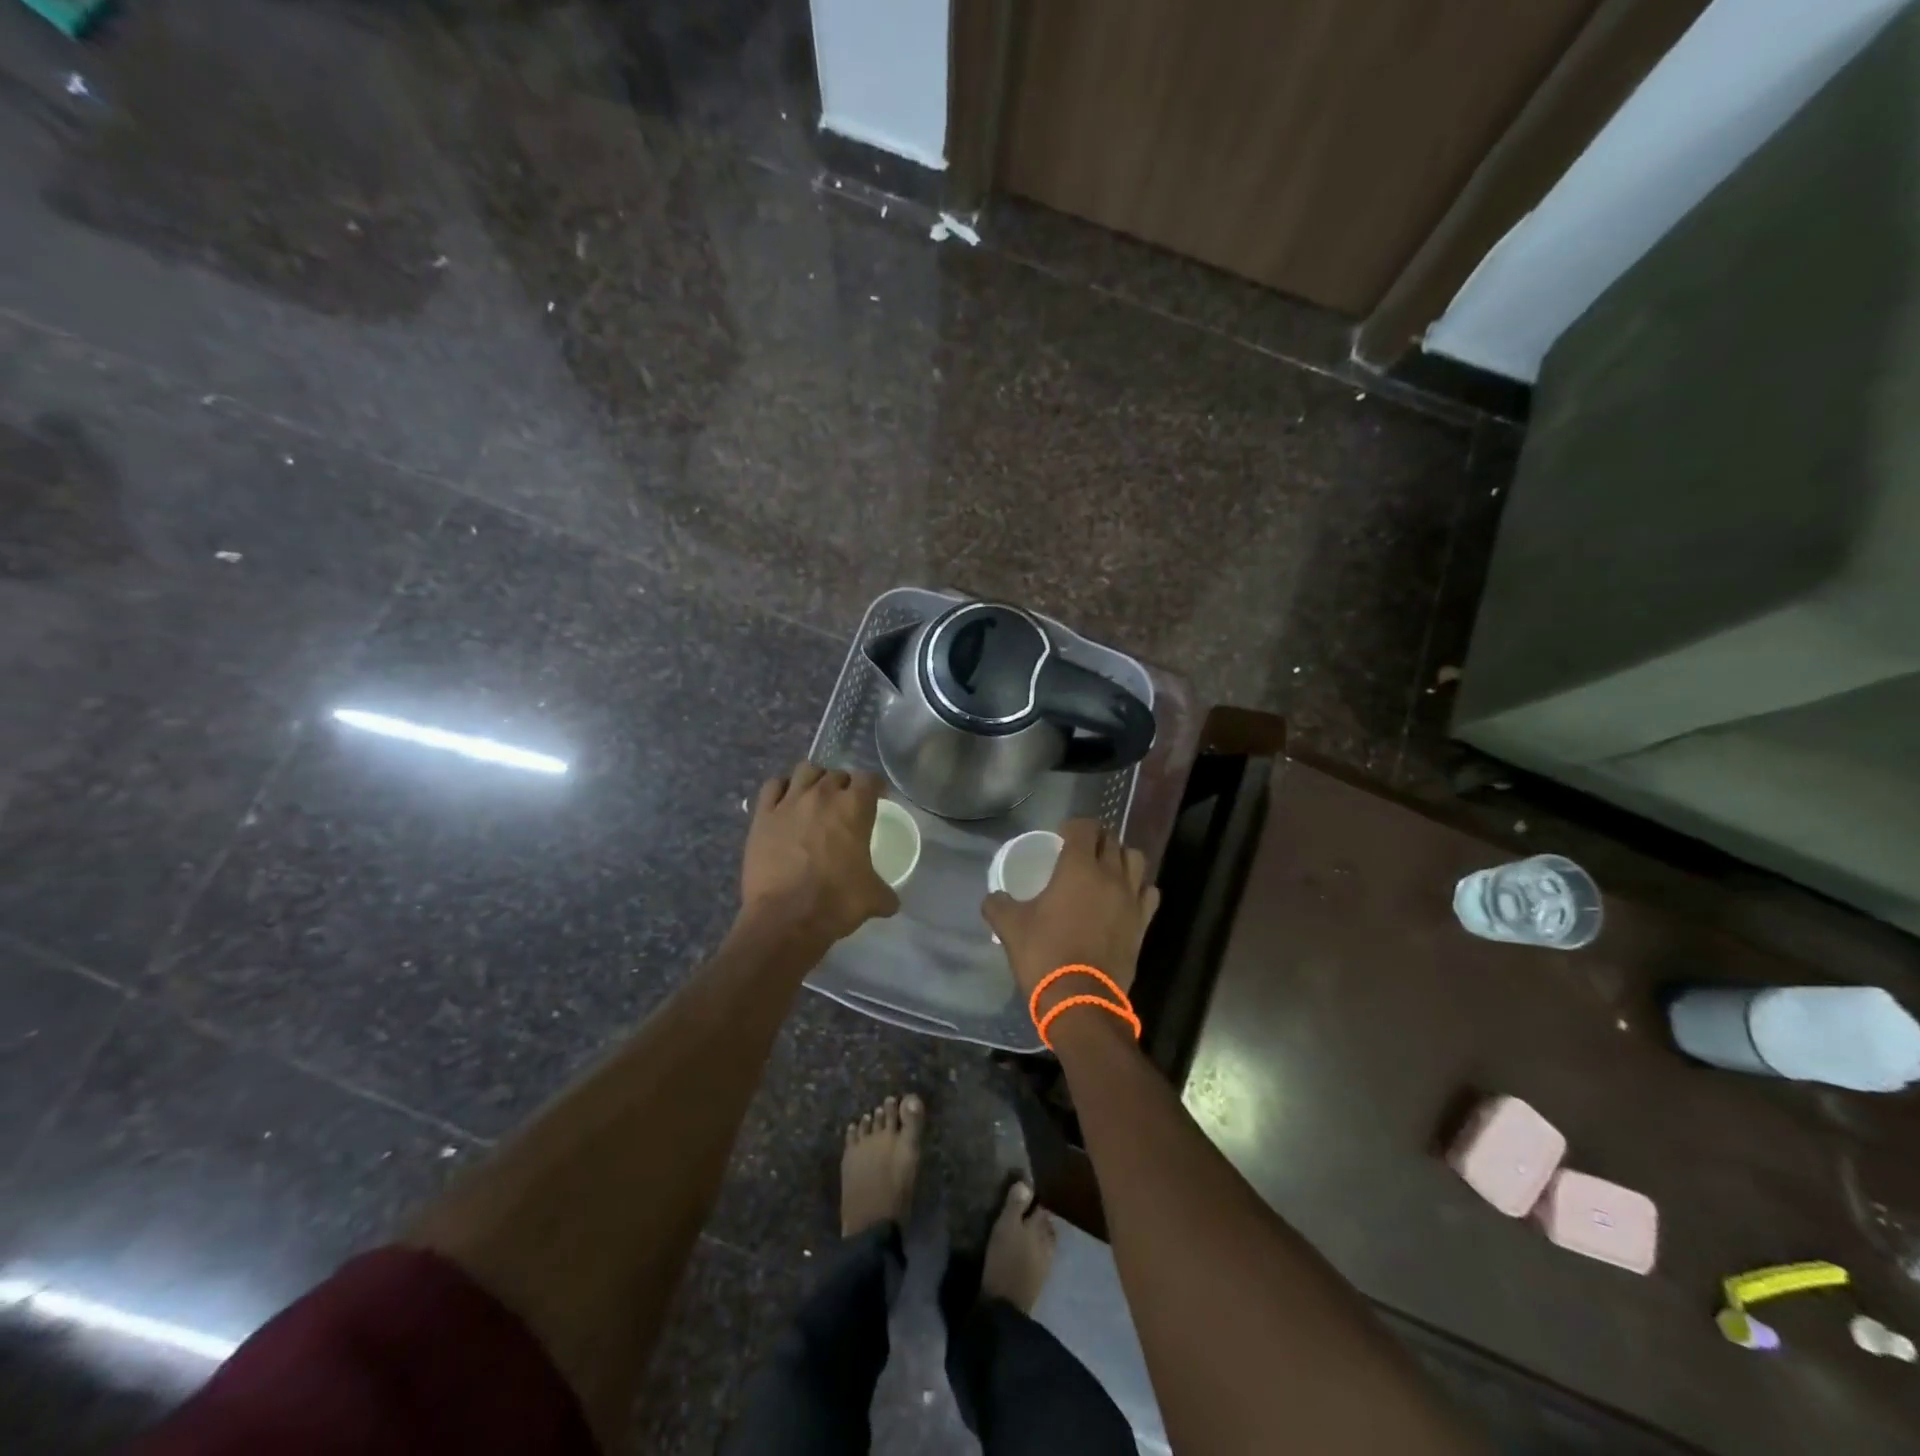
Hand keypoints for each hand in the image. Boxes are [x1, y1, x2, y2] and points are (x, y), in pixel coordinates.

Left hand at [741, 763, 897, 944]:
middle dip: (844, 785)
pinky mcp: (763, 815)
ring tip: (815, 798)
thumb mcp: (873, 898)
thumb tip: (890, 901)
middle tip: (845, 805)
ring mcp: (789, 802)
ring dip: (814, 780)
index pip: (869, 779)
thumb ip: (885, 892)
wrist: (785, 918)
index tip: (877, 798)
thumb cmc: (836, 902)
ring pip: (805, 771)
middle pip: (837, 774)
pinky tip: (785, 803)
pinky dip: (781, 789)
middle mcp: (822, 795)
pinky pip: (773, 786)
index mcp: (854, 807)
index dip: (875, 787)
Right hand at [982, 819, 1159, 1004]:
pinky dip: (1138, 887)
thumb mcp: (1010, 927)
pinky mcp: (1143, 923)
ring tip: (1106, 868)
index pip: (1085, 827)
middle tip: (1080, 850)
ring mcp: (1131, 899)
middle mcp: (1110, 875)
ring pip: (1136, 860)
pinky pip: (1148, 892)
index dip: (1073, 826)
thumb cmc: (1044, 954)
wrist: (1081, 1000)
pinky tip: (1124, 896)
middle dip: (1096, 838)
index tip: (1061, 836)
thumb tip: (993, 897)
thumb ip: (998, 905)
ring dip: (1121, 857)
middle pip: (1112, 840)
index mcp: (1078, 868)